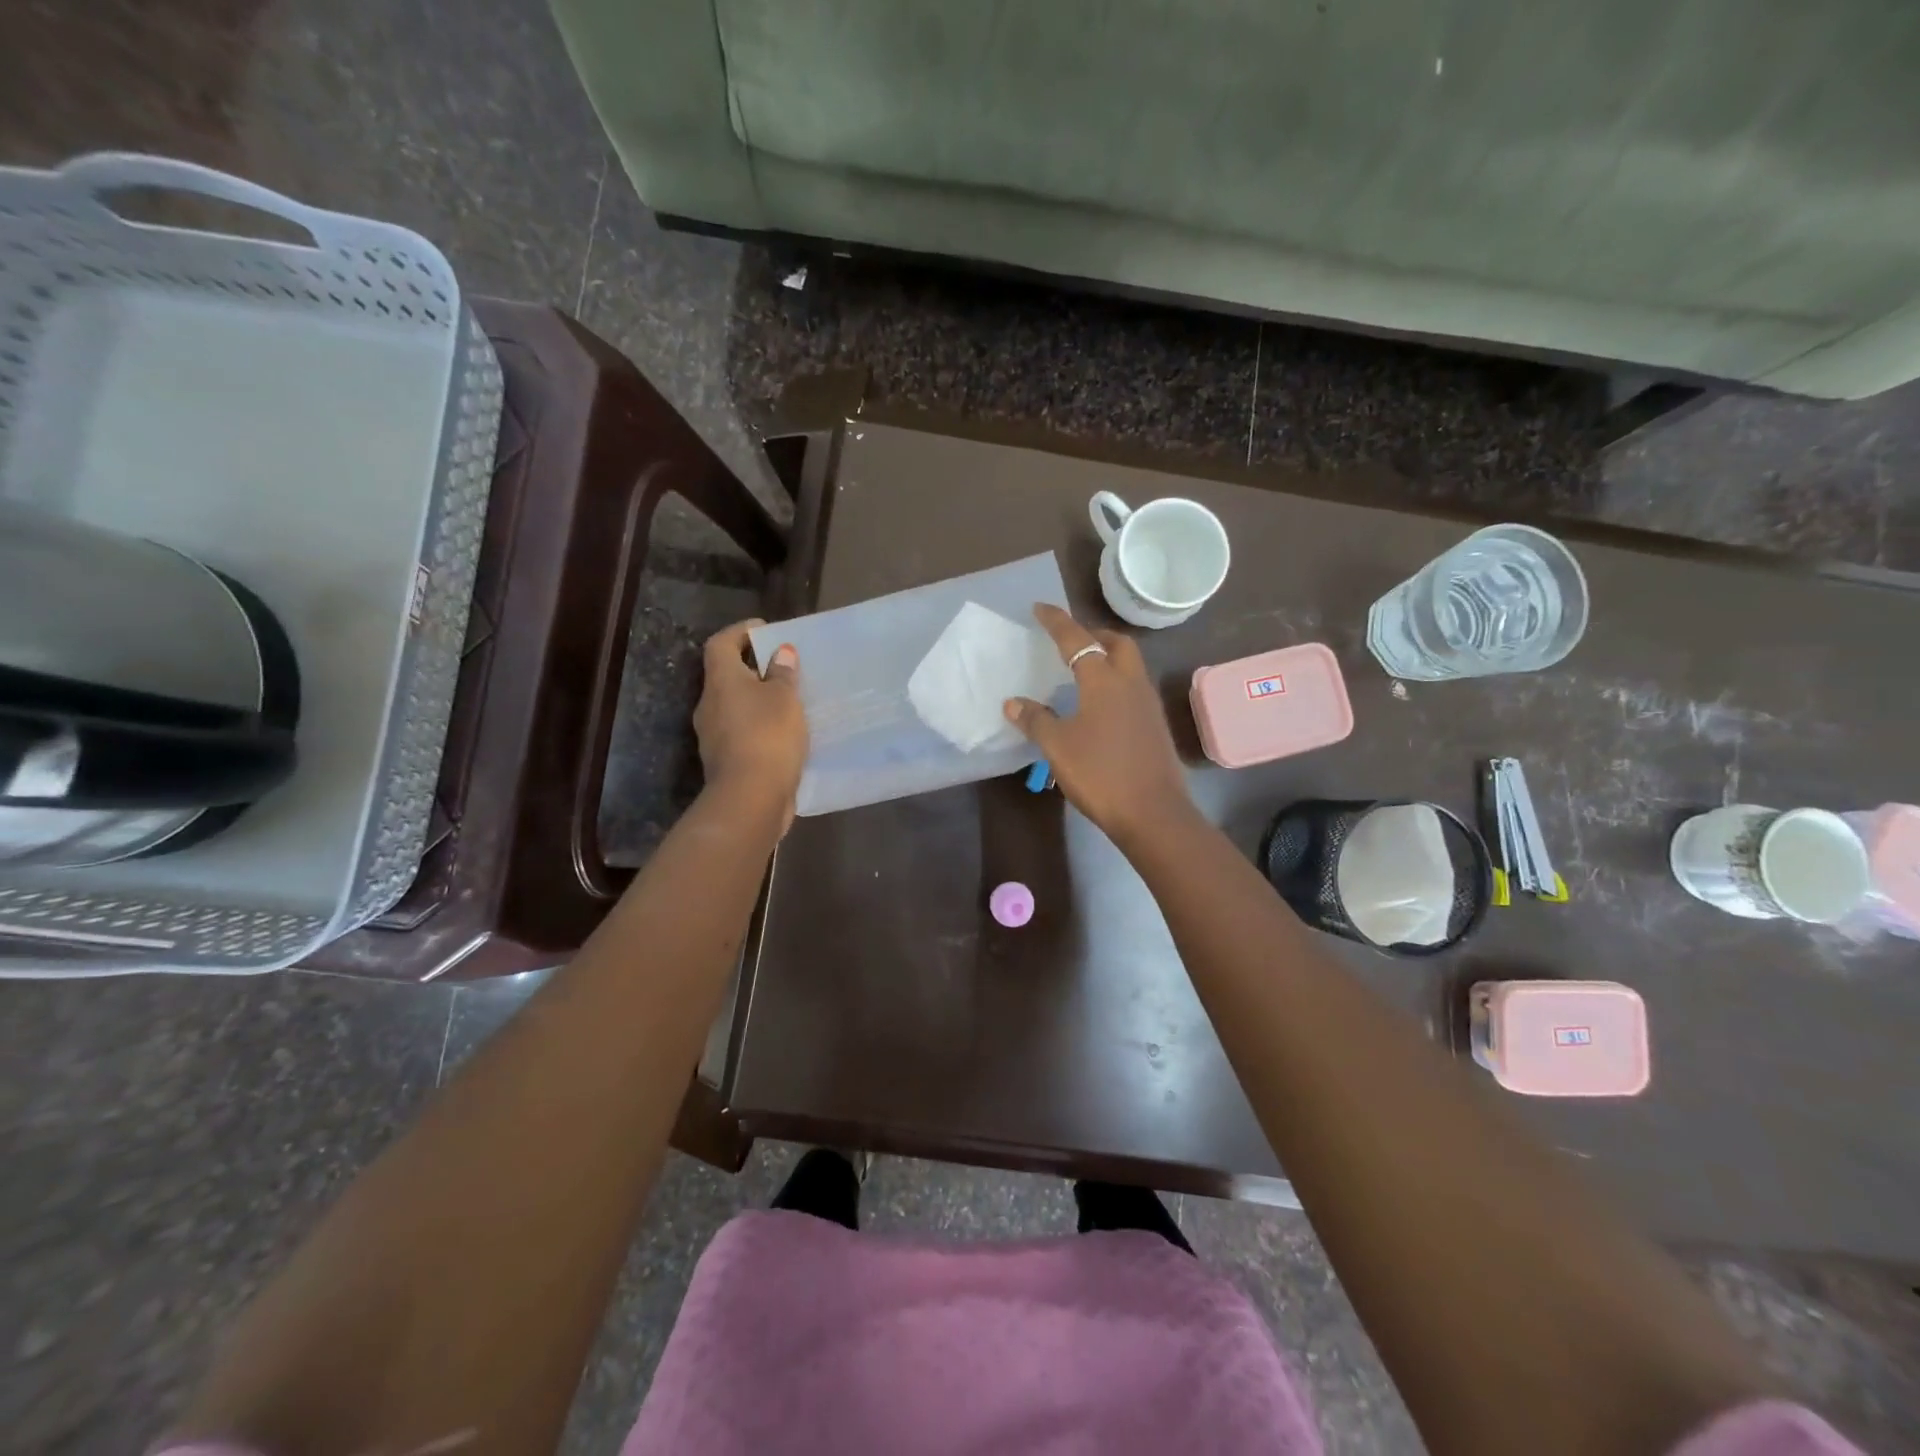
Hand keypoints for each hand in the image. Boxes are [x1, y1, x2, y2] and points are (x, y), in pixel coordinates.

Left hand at [694, 620, 806, 829]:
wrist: (751, 797)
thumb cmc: (767, 735)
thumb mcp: (784, 698)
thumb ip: (782, 674)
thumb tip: (780, 653)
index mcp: (721, 682)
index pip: (721, 644)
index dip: (740, 632)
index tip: (764, 630)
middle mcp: (710, 705)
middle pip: (727, 676)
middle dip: (753, 669)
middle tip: (784, 667)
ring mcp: (714, 736)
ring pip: (736, 707)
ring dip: (759, 701)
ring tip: (790, 702)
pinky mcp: (726, 761)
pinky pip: (743, 733)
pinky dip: (761, 728)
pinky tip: (785, 734)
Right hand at [1003, 604, 1192, 843]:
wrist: (1153, 812)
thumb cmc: (1100, 773)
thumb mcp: (1058, 747)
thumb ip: (1035, 720)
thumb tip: (1013, 703)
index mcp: (1104, 680)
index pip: (1077, 639)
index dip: (1057, 621)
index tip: (1040, 608)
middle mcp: (1131, 683)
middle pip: (1117, 643)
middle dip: (1094, 634)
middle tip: (1071, 641)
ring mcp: (1148, 704)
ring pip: (1130, 665)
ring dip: (1108, 657)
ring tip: (1083, 670)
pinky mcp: (1155, 725)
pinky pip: (1134, 688)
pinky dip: (1116, 682)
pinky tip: (1099, 705)